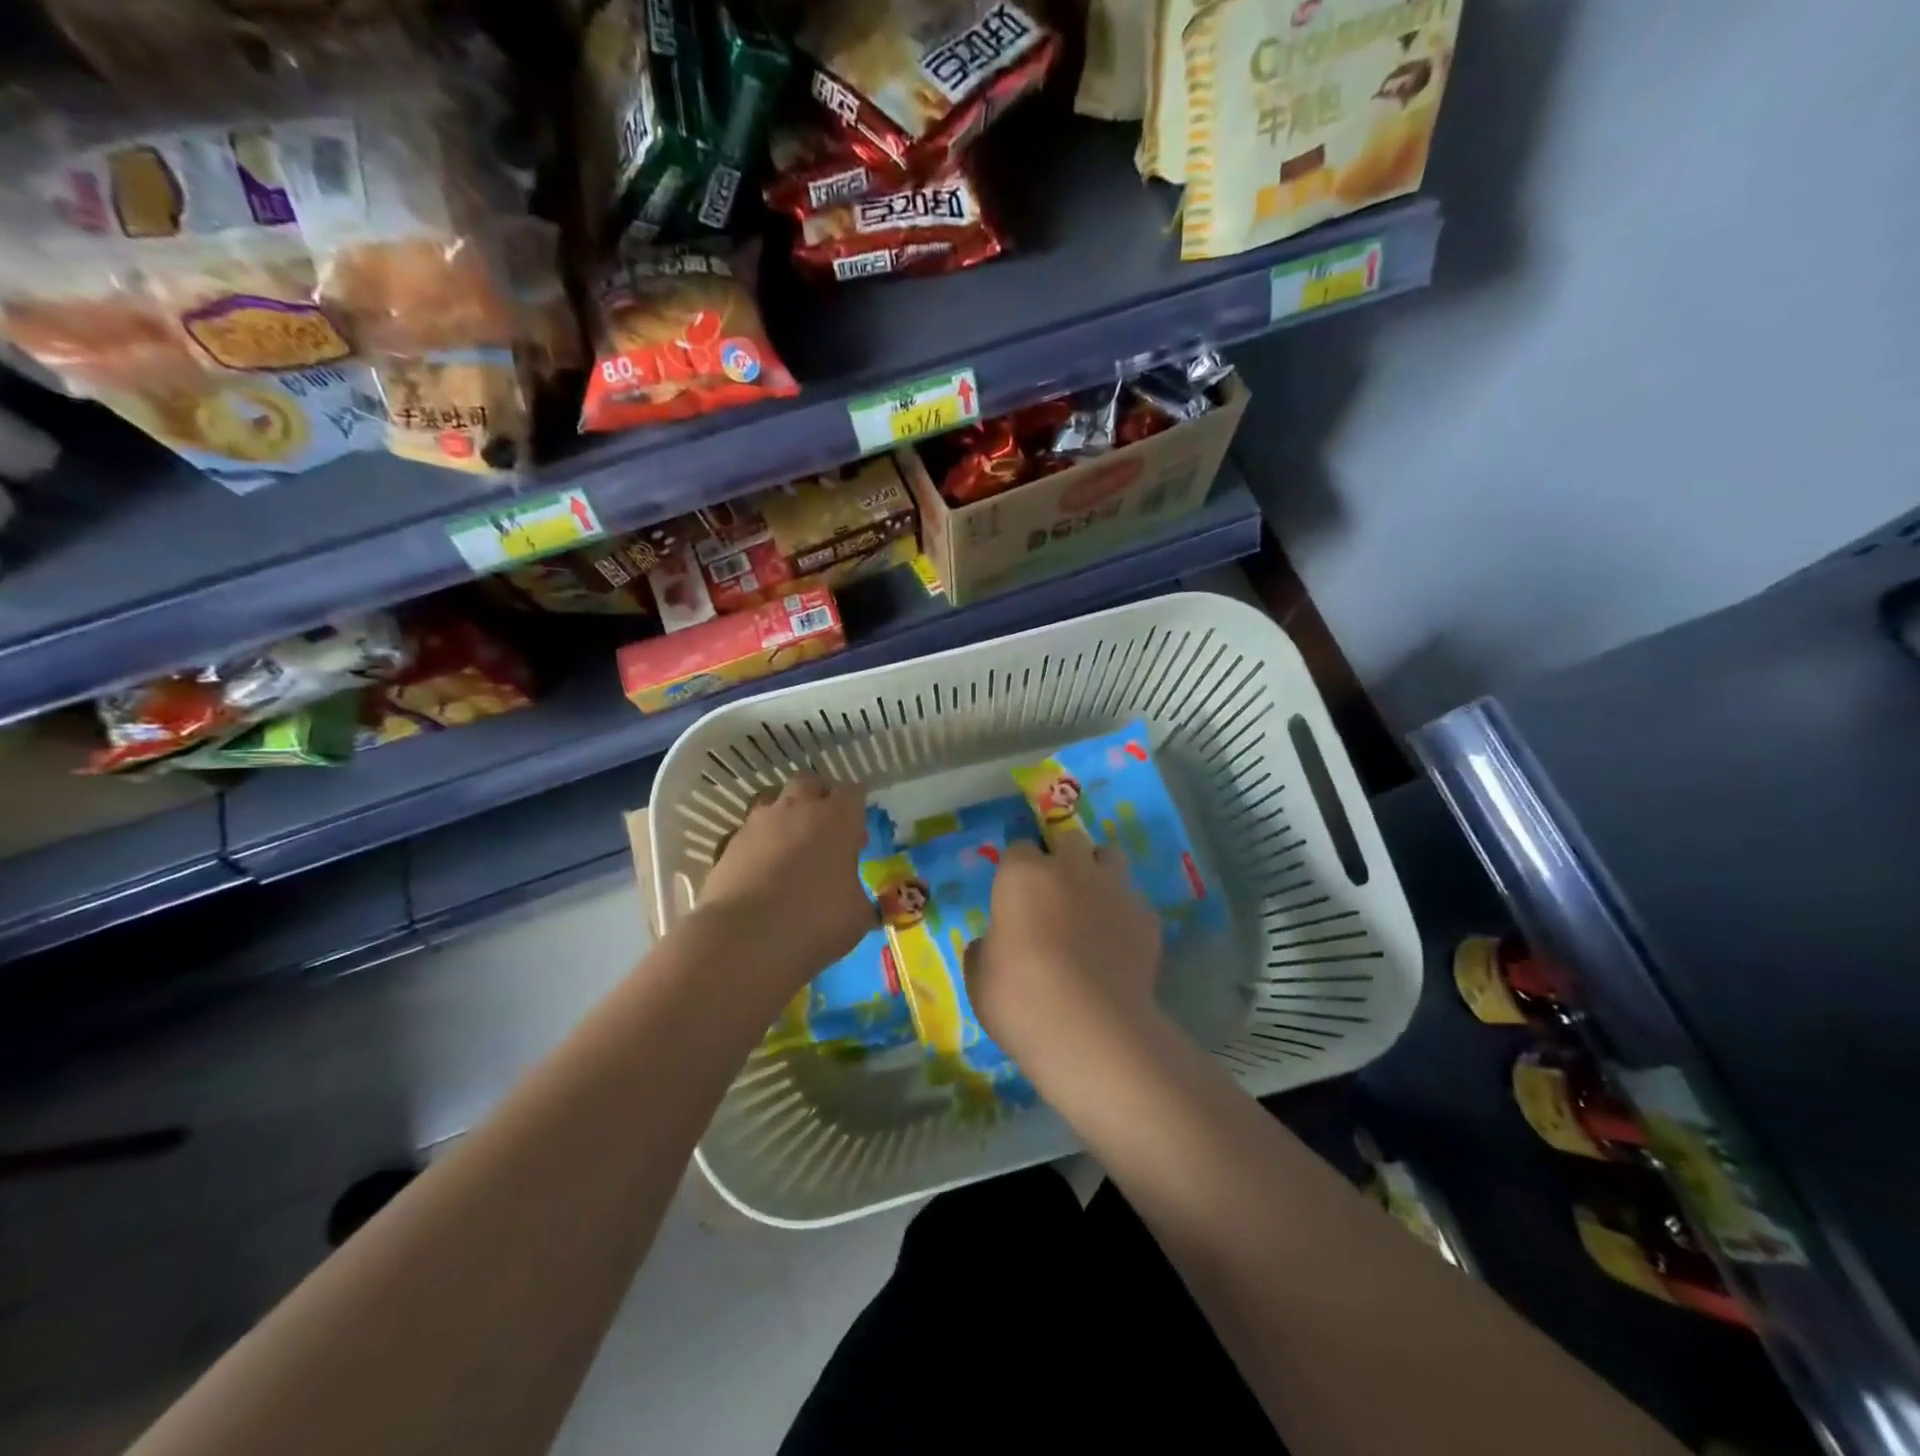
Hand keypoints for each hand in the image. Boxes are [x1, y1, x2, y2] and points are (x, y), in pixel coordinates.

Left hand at [695, 774, 873, 984]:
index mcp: (837, 819)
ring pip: (774, 802)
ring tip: (791, 848)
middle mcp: (798, 810)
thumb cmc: (815, 921)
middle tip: (825, 829)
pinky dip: (760, 844)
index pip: (853, 793)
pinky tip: (764, 871)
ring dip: (785, 817)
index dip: (856, 809)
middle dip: (819, 798)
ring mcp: (759, 824)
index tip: (857, 833)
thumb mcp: (857, 916)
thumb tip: (856, 900)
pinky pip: (750, 833)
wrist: (744, 939)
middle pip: (810, 783)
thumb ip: (859, 898)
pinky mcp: (730, 844)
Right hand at [967, 835, 1162, 1080]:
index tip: (1015, 895)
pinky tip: (1118, 945)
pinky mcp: (1147, 917)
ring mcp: (1113, 889)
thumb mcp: (980, 977)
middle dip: (1064, 858)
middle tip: (1056, 893)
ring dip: (1099, 872)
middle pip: (1070, 840)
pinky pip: (1134, 902)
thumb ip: (985, 949)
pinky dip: (1125, 915)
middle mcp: (1070, 869)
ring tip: (1092, 905)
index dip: (1017, 869)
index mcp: (1022, 875)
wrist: (1090, 1029)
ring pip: (1110, 857)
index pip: (1018, 848)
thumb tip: (992, 944)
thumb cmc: (1019, 998)